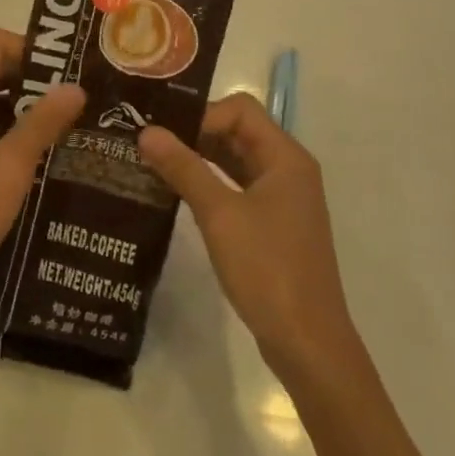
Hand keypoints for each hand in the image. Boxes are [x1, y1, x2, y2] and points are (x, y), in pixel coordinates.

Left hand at [0, 28, 84, 318]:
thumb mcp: (11, 167)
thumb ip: (42, 123)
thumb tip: (75, 86)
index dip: (30, 48)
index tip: (67, 72)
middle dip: (37, 76)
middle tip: (79, 97)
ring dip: (30, 105)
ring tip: (73, 124)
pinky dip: (18, 130)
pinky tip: (48, 154)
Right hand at [138, 93, 360, 380]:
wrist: (308, 344)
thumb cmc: (268, 270)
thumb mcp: (219, 214)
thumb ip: (183, 168)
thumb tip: (146, 131)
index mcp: (285, 158)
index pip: (239, 110)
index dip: (201, 115)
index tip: (165, 135)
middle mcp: (287, 169)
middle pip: (237, 131)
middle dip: (194, 132)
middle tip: (149, 141)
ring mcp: (281, 198)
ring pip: (235, 159)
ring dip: (198, 158)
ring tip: (154, 161)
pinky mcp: (272, 223)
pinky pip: (236, 186)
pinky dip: (208, 182)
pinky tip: (176, 191)